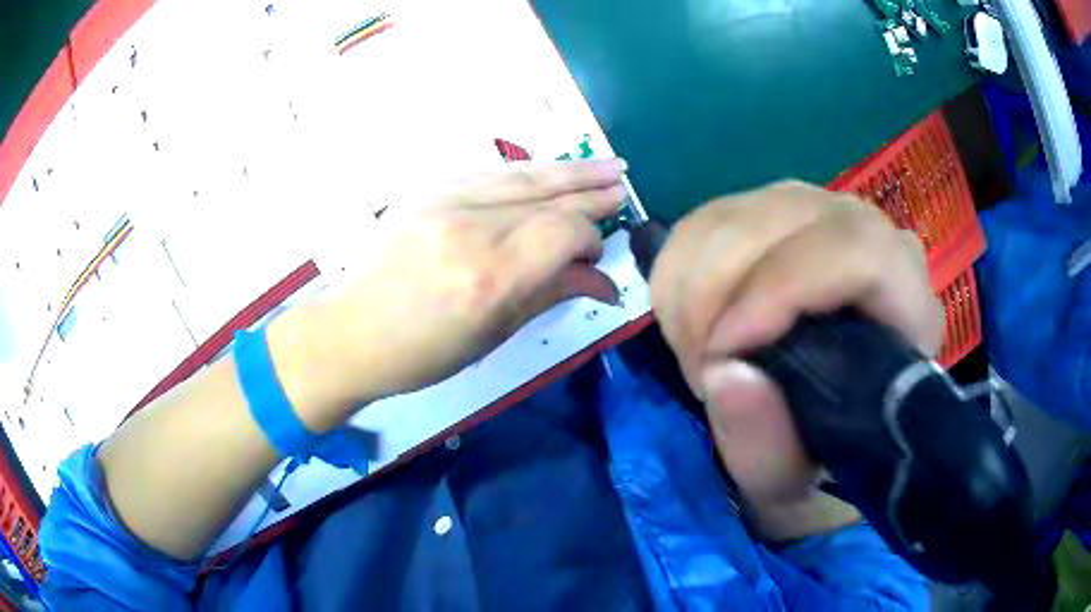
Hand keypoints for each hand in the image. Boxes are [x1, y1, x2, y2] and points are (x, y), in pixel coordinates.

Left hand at [270, 159, 628, 430]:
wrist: (349, 331)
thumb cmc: (421, 354)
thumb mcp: (492, 335)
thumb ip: (550, 294)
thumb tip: (603, 281)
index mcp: (489, 276)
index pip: (563, 232)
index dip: (591, 239)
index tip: (598, 257)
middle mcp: (470, 228)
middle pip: (547, 196)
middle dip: (591, 191)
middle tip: (624, 186)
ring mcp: (443, 201)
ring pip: (521, 175)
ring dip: (568, 169)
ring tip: (607, 164)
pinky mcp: (426, 191)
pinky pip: (488, 173)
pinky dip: (525, 172)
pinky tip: (549, 170)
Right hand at [649, 182, 942, 521]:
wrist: (823, 418)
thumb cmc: (822, 456)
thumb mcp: (792, 486)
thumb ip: (766, 451)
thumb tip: (724, 371)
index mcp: (906, 303)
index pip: (858, 252)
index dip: (780, 292)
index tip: (719, 357)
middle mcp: (869, 234)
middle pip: (780, 221)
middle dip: (712, 299)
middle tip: (699, 372)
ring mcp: (816, 212)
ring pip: (732, 214)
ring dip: (688, 290)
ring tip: (695, 354)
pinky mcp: (768, 211)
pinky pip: (703, 218)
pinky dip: (675, 271)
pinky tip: (688, 322)